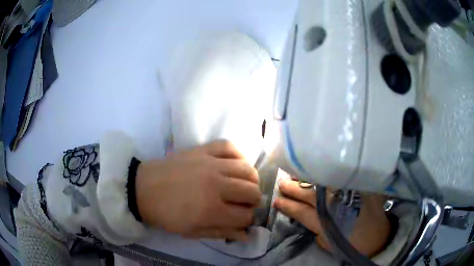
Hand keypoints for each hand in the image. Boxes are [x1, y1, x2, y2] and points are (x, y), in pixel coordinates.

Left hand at [136, 140, 261, 240]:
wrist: (143, 189)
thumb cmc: (166, 215)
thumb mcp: (191, 232)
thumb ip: (221, 233)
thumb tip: (245, 234)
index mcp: (211, 210)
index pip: (245, 216)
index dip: (247, 220)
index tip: (242, 219)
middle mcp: (216, 185)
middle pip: (252, 192)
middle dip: (253, 201)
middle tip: (244, 203)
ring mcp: (210, 164)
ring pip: (247, 169)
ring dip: (251, 180)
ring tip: (243, 185)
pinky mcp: (202, 150)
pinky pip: (229, 146)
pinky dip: (239, 154)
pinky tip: (237, 163)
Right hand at [274, 180, 390, 256]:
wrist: (377, 238)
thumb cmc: (350, 244)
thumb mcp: (328, 242)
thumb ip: (316, 228)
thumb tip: (305, 214)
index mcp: (328, 223)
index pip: (302, 212)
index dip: (288, 206)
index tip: (276, 200)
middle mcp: (337, 206)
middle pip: (312, 195)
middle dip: (294, 189)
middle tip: (282, 183)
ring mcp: (350, 195)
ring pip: (324, 184)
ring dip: (308, 179)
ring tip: (296, 173)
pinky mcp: (360, 188)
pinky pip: (341, 178)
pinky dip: (328, 174)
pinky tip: (320, 169)